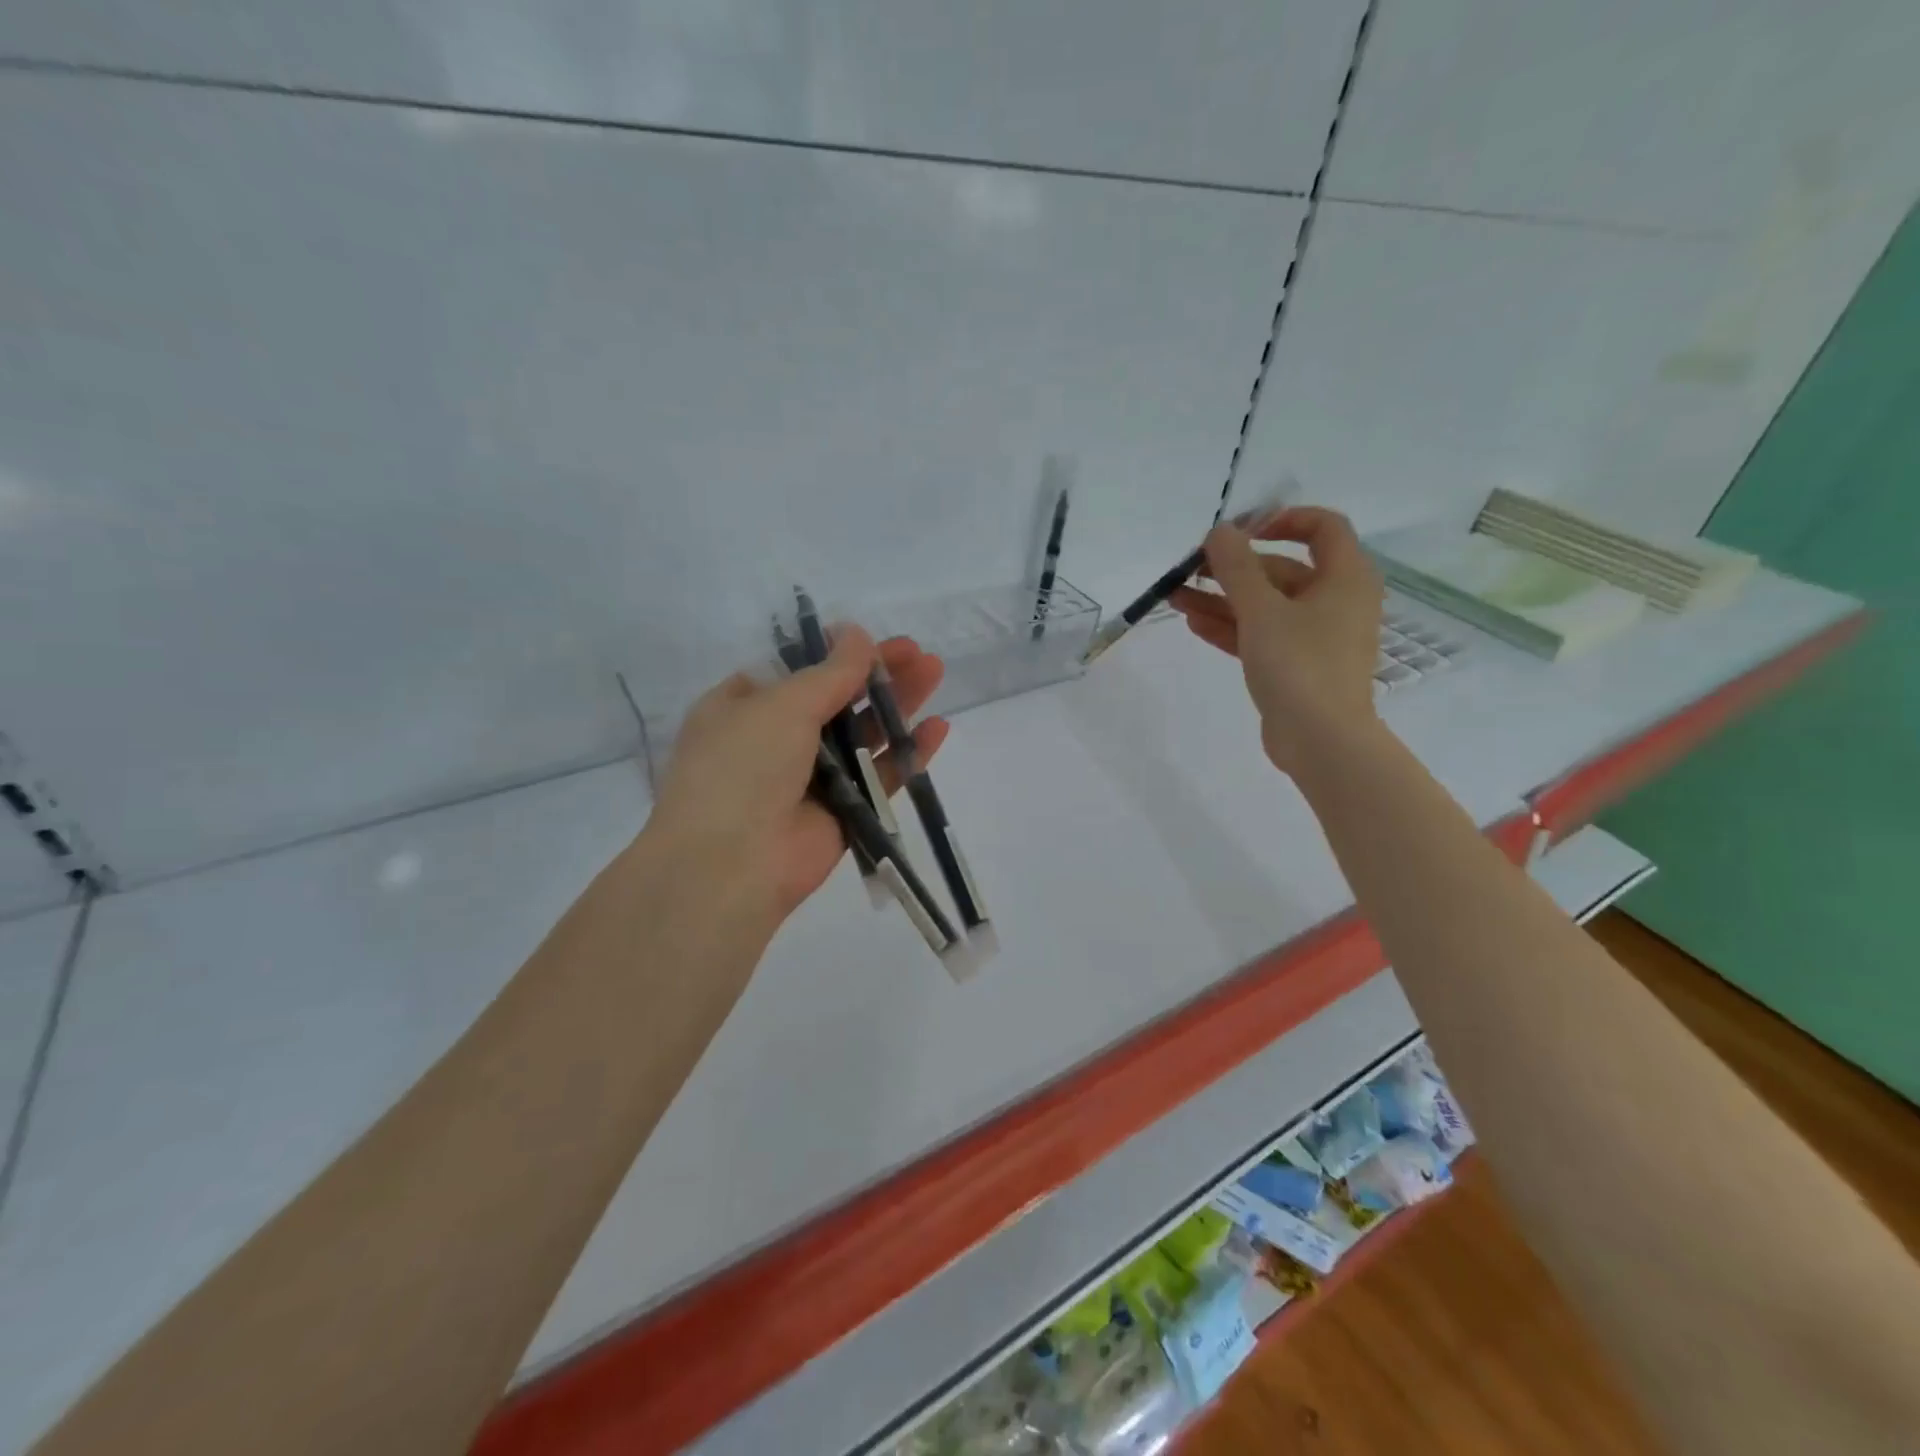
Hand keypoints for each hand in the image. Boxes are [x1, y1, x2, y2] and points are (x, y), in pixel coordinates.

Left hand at [644, 627, 949, 936]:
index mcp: (743, 708)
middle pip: (837, 699)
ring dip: (897, 706)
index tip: (871, 638)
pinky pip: (880, 777)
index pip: (796, 671)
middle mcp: (775, 741)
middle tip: (918, 654)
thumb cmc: (743, 766)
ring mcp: (811, 779)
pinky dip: (907, 754)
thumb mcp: (782, 705)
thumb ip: (830, 672)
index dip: (835, 652)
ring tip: (935, 673)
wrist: (731, 865)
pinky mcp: (843, 813)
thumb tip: (857, 633)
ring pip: (863, 735)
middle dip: (877, 674)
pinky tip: (937, 729)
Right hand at [1171, 507, 1383, 774]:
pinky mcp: (1297, 665)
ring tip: (1176, 597)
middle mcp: (1336, 600)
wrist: (1321, 740)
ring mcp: (1316, 636)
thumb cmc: (1299, 665)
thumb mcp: (1262, 610)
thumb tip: (1219, 532)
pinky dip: (1232, 627)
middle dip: (1233, 567)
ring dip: (1223, 599)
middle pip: (1282, 569)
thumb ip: (1236, 567)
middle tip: (1191, 569)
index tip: (1240, 530)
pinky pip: (1263, 635)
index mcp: (1345, 577)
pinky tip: (1194, 623)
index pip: (1322, 526)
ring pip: (1266, 605)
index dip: (1281, 519)